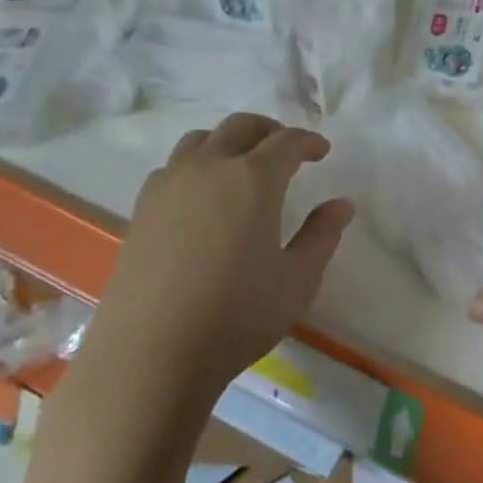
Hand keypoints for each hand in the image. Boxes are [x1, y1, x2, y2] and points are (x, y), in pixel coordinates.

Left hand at [76, 113, 354, 402]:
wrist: (149, 356)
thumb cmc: (236, 316)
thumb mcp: (297, 280)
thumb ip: (322, 236)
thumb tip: (340, 205)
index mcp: (254, 179)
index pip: (287, 141)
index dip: (308, 141)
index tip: (321, 151)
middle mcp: (210, 168)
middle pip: (241, 126)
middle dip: (269, 131)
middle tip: (286, 151)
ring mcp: (169, 185)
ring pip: (200, 140)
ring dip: (228, 142)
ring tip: (241, 166)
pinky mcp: (141, 208)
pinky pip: (173, 167)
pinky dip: (195, 166)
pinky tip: (201, 197)